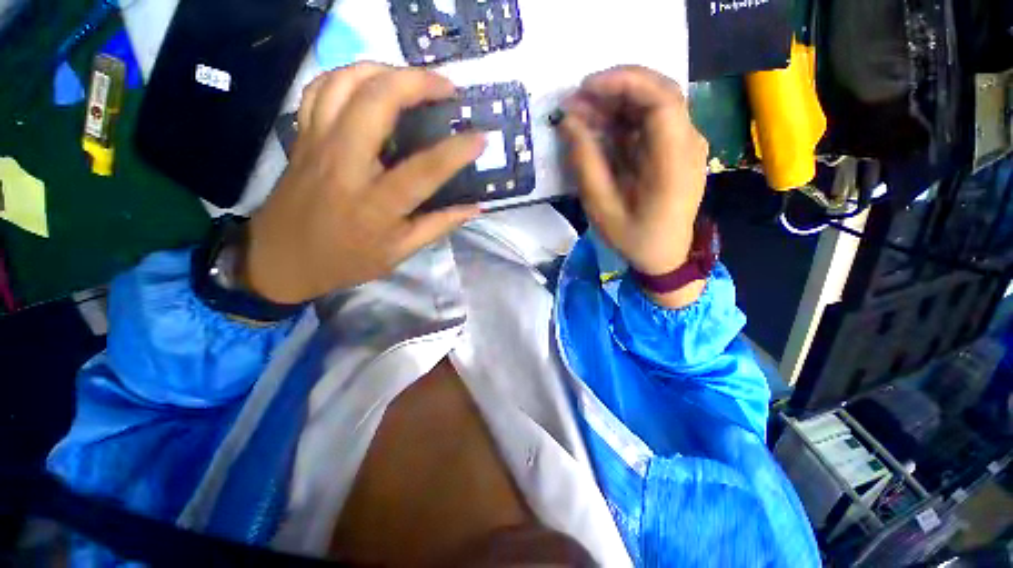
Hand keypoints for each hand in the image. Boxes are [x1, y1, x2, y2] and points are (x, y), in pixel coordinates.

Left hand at [244, 63, 484, 303]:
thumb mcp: (399, 253)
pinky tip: (369, 84)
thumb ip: (438, 227)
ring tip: (411, 80)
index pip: (424, 169)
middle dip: (417, 82)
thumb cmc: (346, 261)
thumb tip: (474, 208)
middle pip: (377, 102)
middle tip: (446, 87)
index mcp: (376, 204)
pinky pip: (320, 89)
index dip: (457, 150)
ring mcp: (318, 144)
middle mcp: (345, 165)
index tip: (481, 137)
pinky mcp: (302, 137)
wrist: (281, 260)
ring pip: (345, 83)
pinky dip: (347, 76)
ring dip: (383, 69)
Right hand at [559, 66, 708, 308]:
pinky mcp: (675, 149)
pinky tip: (599, 126)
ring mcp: (685, 144)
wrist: (665, 256)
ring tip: (580, 112)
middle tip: (576, 99)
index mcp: (674, 161)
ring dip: (616, 102)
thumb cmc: (634, 238)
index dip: (623, 83)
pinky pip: (650, 122)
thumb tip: (568, 121)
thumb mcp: (602, 207)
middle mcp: (688, 143)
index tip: (585, 88)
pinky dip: (623, 118)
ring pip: (653, 103)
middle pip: (658, 93)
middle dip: (615, 88)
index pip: (661, 100)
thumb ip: (585, 163)